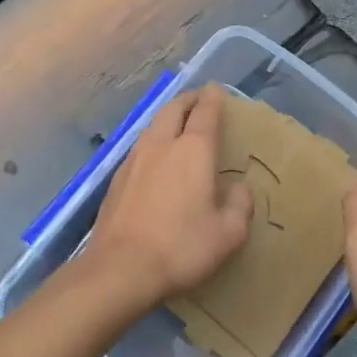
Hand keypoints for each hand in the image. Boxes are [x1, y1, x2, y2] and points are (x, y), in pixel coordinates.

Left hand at [86, 83, 253, 304]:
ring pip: (152, 126)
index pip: (205, 114)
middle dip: (187, 100)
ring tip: (176, 122)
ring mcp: (134, 160)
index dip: (213, 99)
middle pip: (173, 110)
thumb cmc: (181, 247)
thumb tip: (240, 188)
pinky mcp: (117, 179)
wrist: (120, 267)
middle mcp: (161, 146)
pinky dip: (152, 140)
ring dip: (167, 117)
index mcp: (192, 152)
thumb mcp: (227, 234)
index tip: (216, 89)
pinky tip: (154, 156)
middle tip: (198, 99)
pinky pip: (139, 147)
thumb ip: (239, 206)